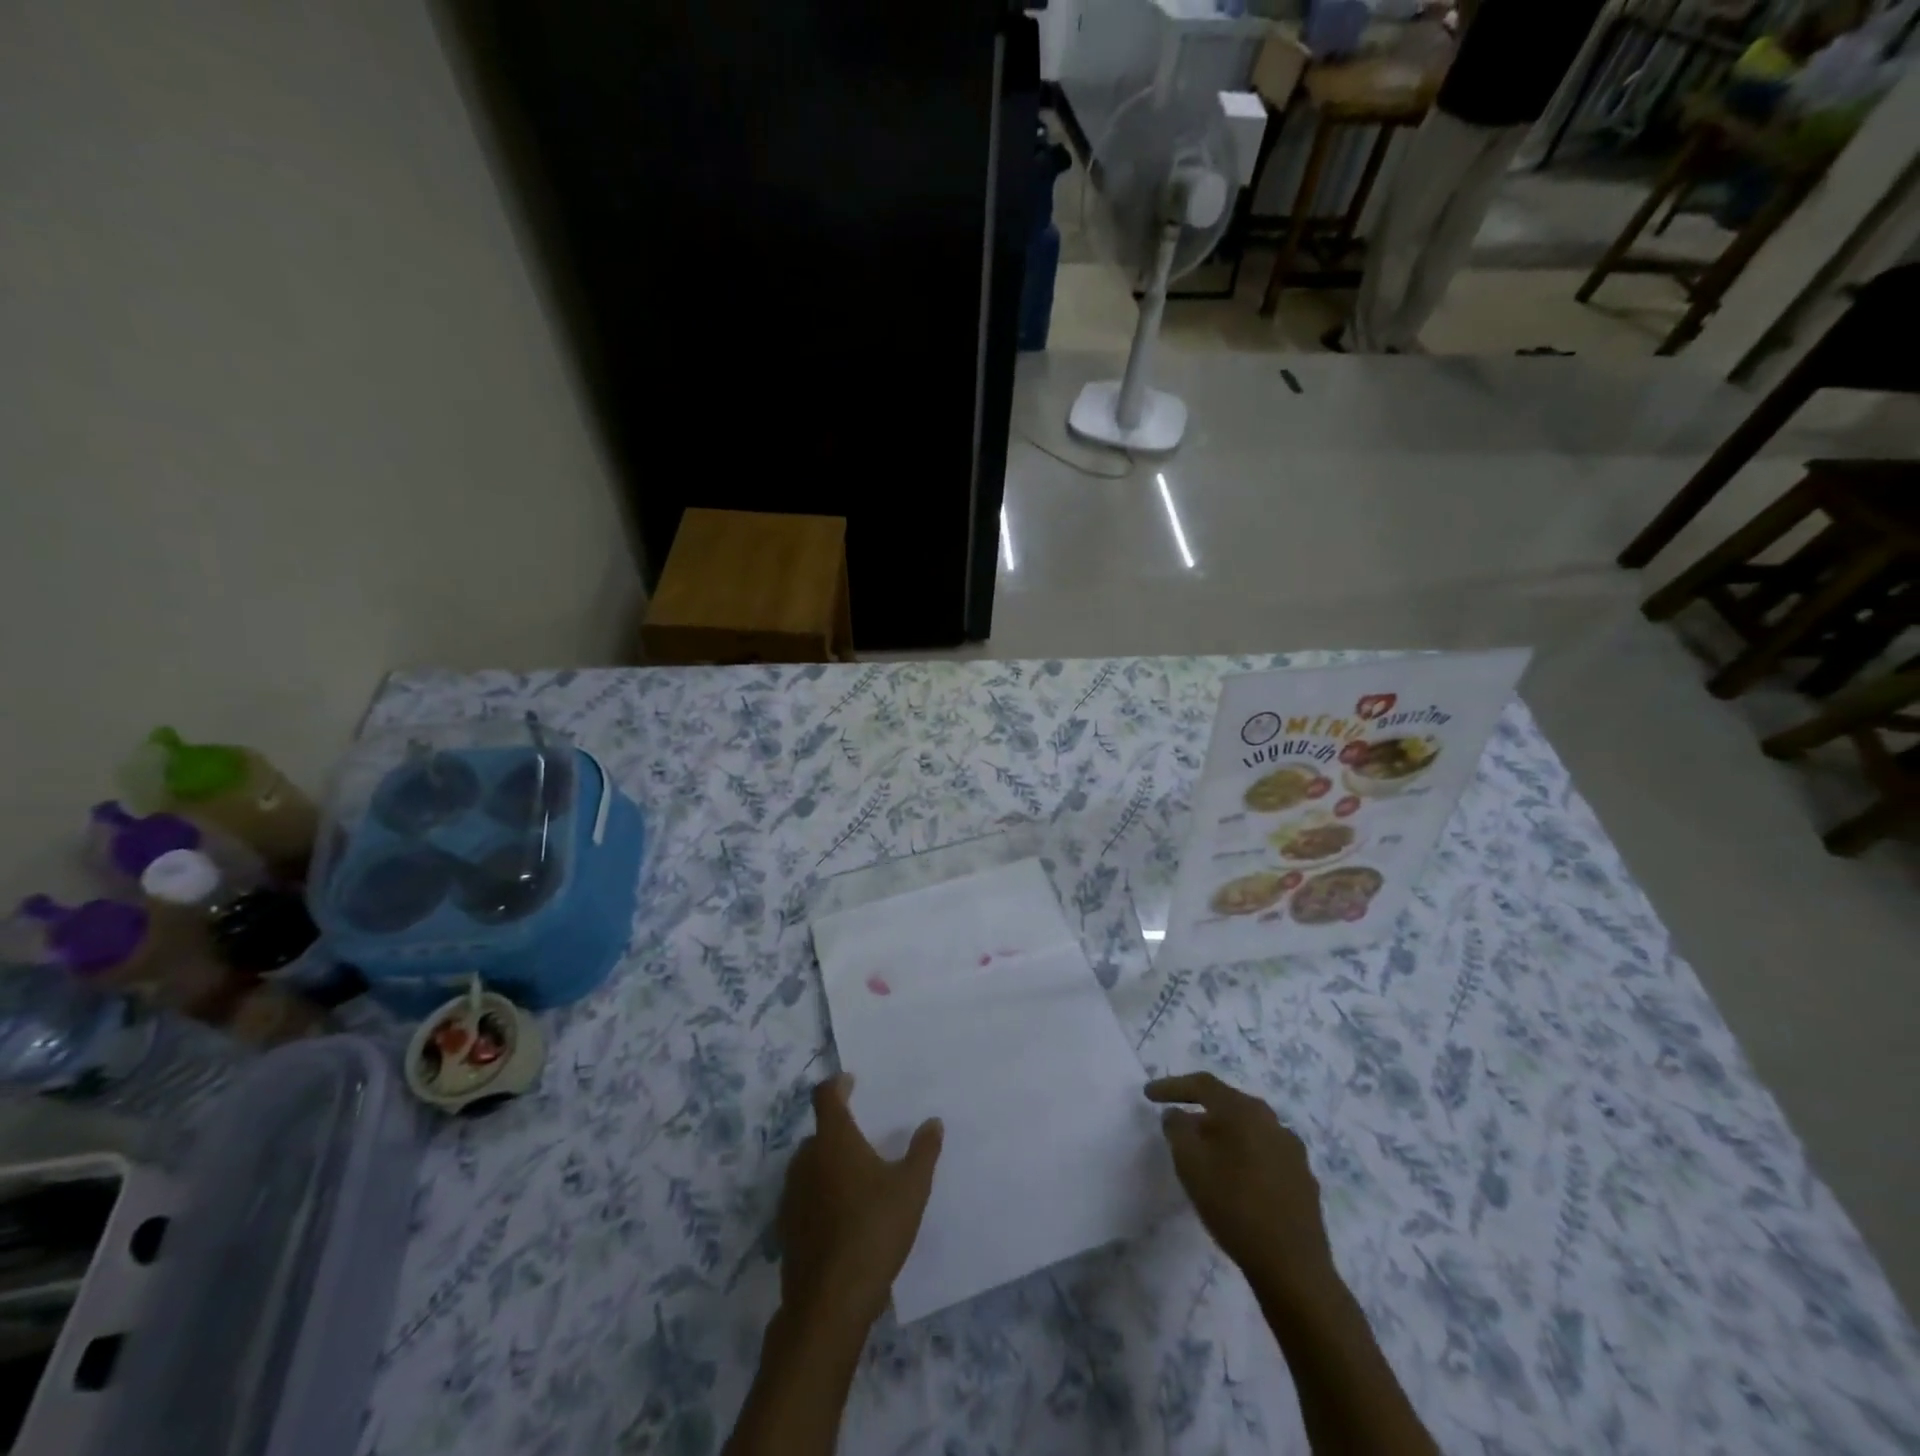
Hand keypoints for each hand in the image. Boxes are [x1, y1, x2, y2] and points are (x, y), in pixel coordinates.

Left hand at [778, 1074, 942, 1329]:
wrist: (830, 1302)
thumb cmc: (874, 1230)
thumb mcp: (911, 1188)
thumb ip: (923, 1151)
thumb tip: (933, 1122)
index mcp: (834, 1140)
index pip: (827, 1096)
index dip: (838, 1085)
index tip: (851, 1082)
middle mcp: (806, 1159)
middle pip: (819, 1133)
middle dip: (838, 1132)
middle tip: (864, 1141)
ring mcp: (791, 1195)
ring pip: (809, 1167)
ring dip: (828, 1166)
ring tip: (857, 1181)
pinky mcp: (786, 1229)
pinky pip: (805, 1198)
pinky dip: (820, 1197)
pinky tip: (843, 1218)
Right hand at [1145, 1072, 1336, 1300]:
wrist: (1294, 1268)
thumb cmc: (1235, 1206)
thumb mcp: (1190, 1164)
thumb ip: (1177, 1129)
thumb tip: (1177, 1114)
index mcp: (1245, 1111)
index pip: (1203, 1085)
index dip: (1172, 1086)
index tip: (1148, 1095)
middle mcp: (1272, 1122)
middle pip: (1228, 1106)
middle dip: (1199, 1112)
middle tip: (1177, 1126)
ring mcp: (1292, 1151)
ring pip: (1248, 1132)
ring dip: (1223, 1137)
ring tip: (1204, 1156)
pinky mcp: (1303, 1180)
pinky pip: (1264, 1156)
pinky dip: (1243, 1158)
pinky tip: (1234, 1181)